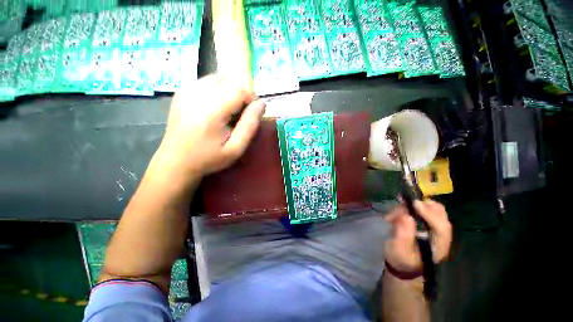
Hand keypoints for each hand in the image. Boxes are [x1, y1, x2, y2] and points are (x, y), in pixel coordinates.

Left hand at [154, 75, 265, 183]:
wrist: (175, 161)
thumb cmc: (208, 158)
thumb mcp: (235, 149)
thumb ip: (250, 125)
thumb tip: (261, 104)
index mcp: (212, 111)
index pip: (239, 89)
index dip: (251, 98)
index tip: (253, 112)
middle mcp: (197, 95)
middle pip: (230, 81)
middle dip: (242, 94)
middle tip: (241, 113)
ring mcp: (186, 91)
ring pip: (219, 78)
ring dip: (230, 90)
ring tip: (229, 110)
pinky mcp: (181, 92)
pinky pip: (206, 81)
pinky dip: (217, 89)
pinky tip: (215, 106)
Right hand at [384, 199, 451, 272]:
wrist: (402, 265)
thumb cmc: (401, 259)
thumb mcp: (399, 250)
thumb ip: (403, 235)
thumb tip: (406, 216)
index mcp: (439, 245)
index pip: (441, 227)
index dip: (430, 213)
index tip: (415, 204)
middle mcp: (440, 234)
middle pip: (439, 213)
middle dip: (422, 205)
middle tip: (404, 203)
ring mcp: (433, 227)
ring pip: (429, 208)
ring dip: (410, 207)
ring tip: (393, 214)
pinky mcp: (425, 222)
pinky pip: (420, 209)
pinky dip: (408, 208)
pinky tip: (396, 213)